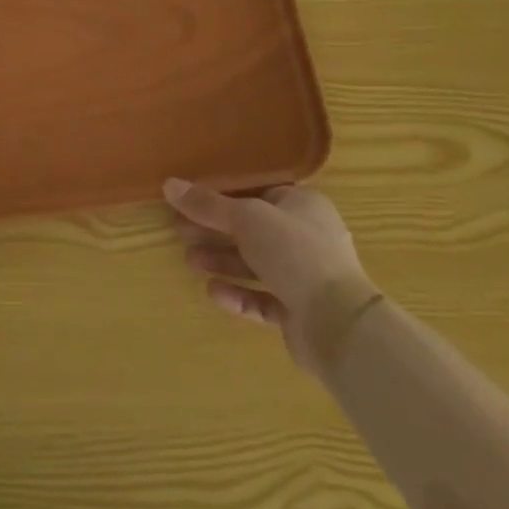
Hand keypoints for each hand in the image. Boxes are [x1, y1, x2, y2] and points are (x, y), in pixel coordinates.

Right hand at [165, 179, 378, 373]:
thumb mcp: (246, 219)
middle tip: (180, 232)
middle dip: (215, 232)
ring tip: (190, 261)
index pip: (258, 194)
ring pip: (256, 264)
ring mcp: (306, 277)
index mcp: (303, 206)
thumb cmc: (295, 253)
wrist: (339, 323)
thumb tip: (168, 184)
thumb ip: (207, 204)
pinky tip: (214, 293)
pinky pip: (263, 298)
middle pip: (252, 230)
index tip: (190, 202)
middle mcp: (307, 237)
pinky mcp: (300, 312)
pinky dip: (239, 294)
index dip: (222, 197)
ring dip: (223, 262)